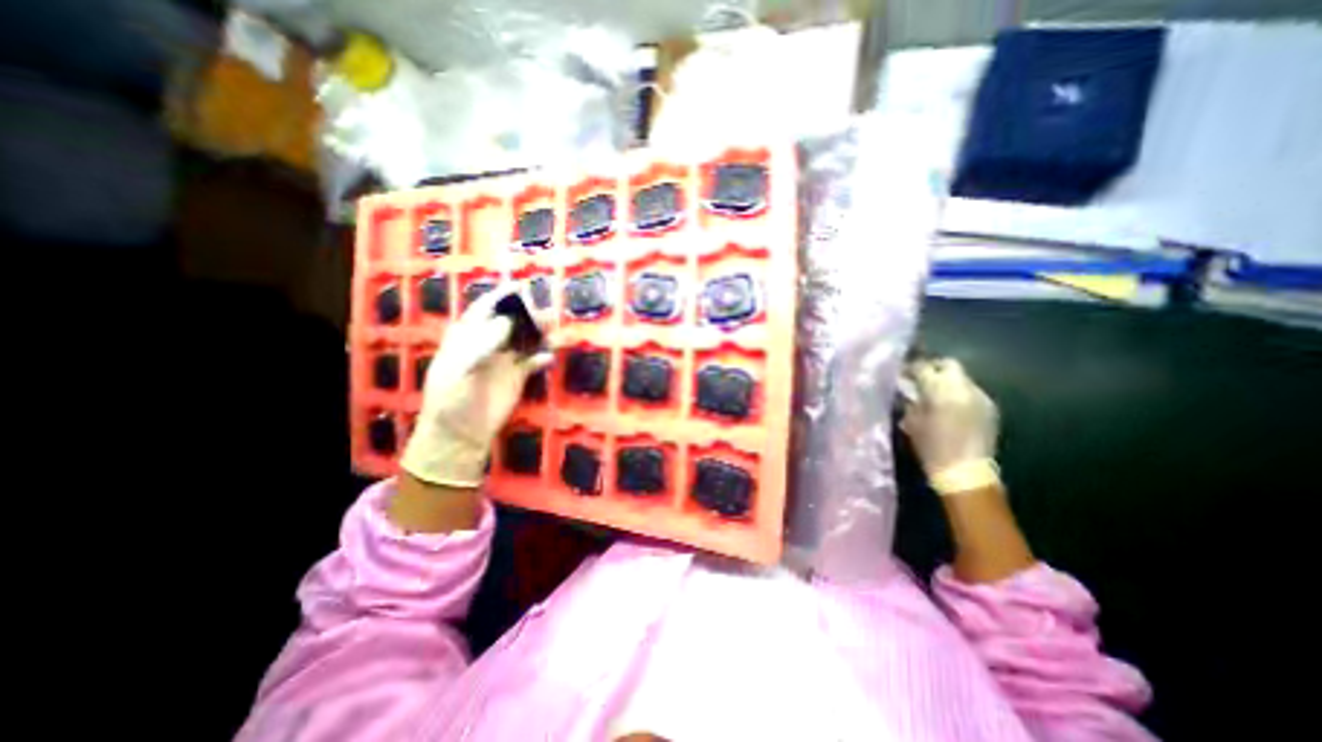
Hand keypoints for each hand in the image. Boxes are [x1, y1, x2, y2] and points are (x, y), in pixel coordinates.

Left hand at [400, 286, 551, 489]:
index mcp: (467, 336)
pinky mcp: (518, 376)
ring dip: (539, 334)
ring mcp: (505, 359)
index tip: (519, 286)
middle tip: (544, 313)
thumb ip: (482, 343)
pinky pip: (534, 361)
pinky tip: (547, 358)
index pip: (484, 309)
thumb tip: (507, 321)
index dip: (500, 296)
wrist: (461, 431)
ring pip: (526, 339)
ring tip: (552, 332)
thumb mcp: (460, 367)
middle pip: (511, 321)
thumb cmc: (451, 397)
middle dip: (527, 314)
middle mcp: (489, 343)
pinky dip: (542, 358)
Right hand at [898, 356, 1002, 495]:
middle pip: (948, 365)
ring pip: (961, 378)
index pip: (922, 366)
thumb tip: (908, 390)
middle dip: (934, 369)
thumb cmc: (931, 446)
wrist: (965, 471)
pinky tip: (952, 409)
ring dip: (948, 383)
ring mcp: (980, 396)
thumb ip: (910, 400)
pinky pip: (971, 392)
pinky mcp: (990, 407)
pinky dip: (960, 395)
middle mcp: (962, 386)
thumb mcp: (911, 421)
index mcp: (938, 388)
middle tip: (921, 380)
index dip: (910, 368)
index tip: (902, 374)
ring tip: (937, 396)